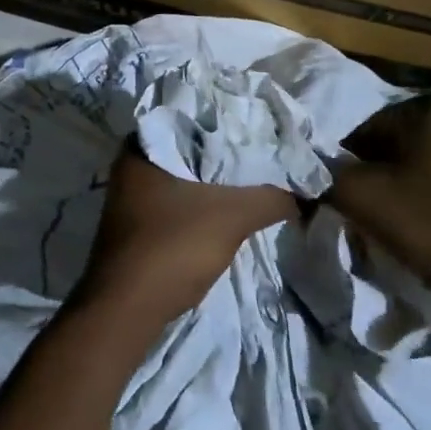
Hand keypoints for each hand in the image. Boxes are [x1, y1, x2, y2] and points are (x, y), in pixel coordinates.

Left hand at [75, 140, 296, 324]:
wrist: (127, 310)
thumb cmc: (172, 246)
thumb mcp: (231, 216)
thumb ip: (269, 198)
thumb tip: (303, 193)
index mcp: (140, 145)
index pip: (191, 119)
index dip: (227, 124)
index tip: (260, 129)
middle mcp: (129, 164)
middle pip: (188, 150)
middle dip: (223, 156)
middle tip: (263, 157)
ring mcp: (129, 197)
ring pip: (182, 179)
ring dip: (213, 184)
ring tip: (253, 183)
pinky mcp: (135, 226)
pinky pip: (175, 203)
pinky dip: (200, 206)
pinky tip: (226, 214)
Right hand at [328, 94, 430, 307]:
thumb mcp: (365, 201)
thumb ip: (326, 178)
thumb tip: (307, 171)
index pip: (369, 129)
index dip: (351, 164)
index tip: (350, 198)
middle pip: (403, 142)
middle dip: (386, 172)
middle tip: (379, 212)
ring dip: (417, 184)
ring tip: (412, 224)